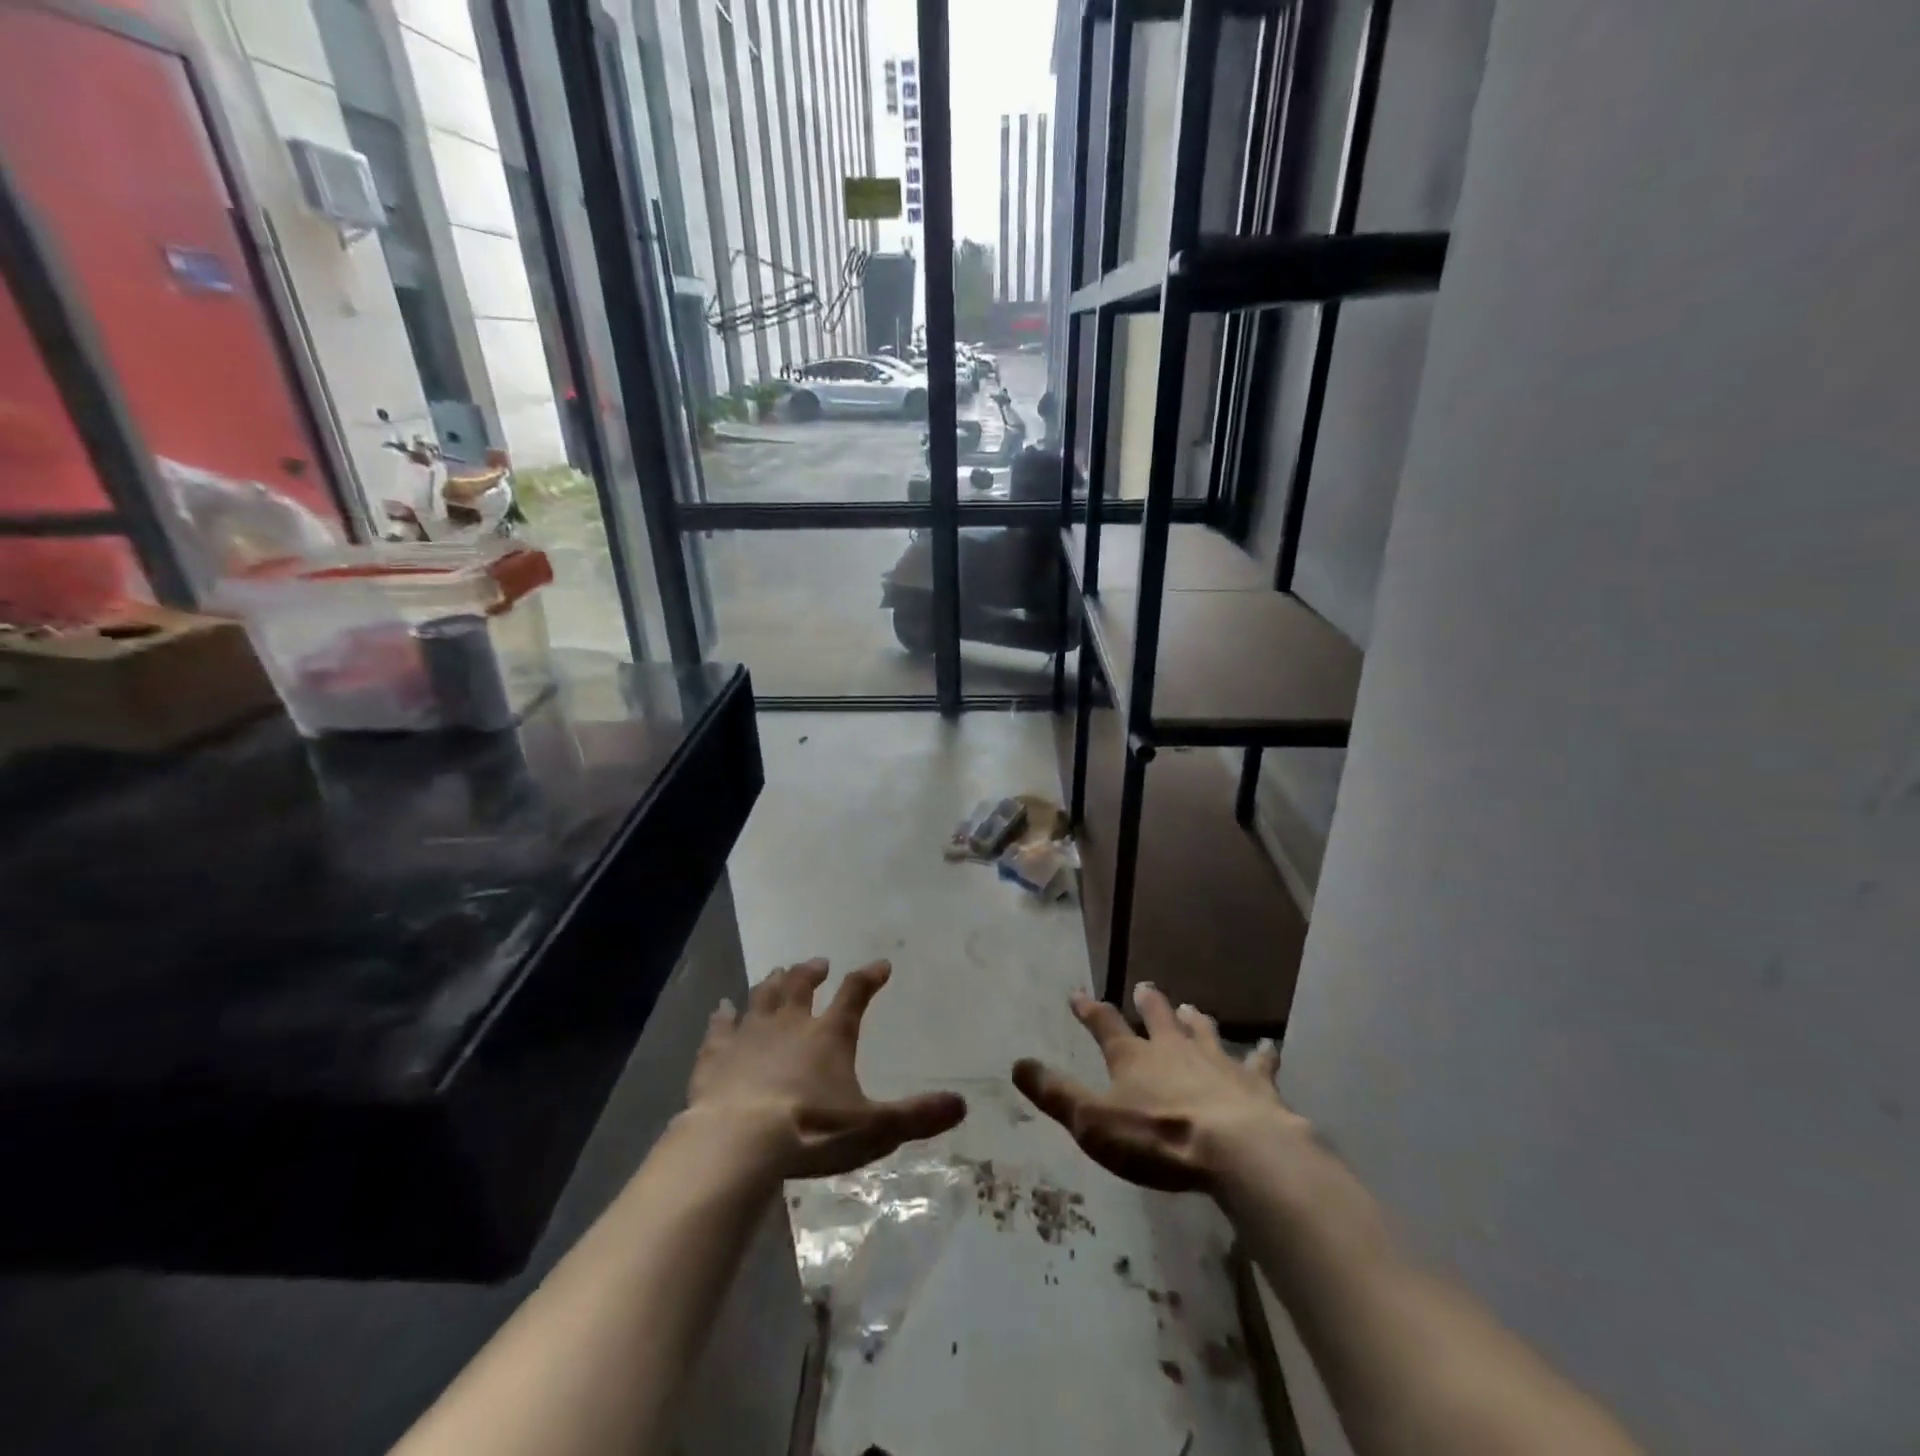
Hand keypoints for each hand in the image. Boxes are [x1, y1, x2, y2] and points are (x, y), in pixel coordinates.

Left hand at [687, 958, 966, 1179]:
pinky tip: (721, 1008)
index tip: (880, 965)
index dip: (869, 977)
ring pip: (763, 996)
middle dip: (812, 971)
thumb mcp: (874, 1129)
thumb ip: (916, 1116)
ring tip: (779, 972)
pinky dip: (722, 1016)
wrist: (738, 1142)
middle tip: (819, 963)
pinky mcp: (716, 1055)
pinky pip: (720, 1027)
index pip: (855, 993)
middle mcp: (790, 1023)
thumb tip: (961, 1105)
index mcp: (829, 1034)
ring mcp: (750, 1035)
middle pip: (802, 985)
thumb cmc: (811, 1131)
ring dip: (773, 983)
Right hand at [1013, 982, 1305, 1191]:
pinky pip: (1258, 1063)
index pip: (1104, 1025)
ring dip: (1195, 1020)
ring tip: (1191, 1008)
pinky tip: (1270, 1046)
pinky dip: (1262, 1054)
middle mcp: (1173, 1050)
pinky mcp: (1254, 1083)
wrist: (1236, 1151)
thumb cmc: (1157, 1139)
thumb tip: (1017, 1064)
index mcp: (1133, 1058)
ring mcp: (1216, 1062)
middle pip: (1158, 1018)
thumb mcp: (1092, 1122)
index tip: (1078, 994)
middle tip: (1145, 987)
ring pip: (1203, 1032)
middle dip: (1148, 1003)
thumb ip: (1056, 1094)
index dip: (1090, 1010)